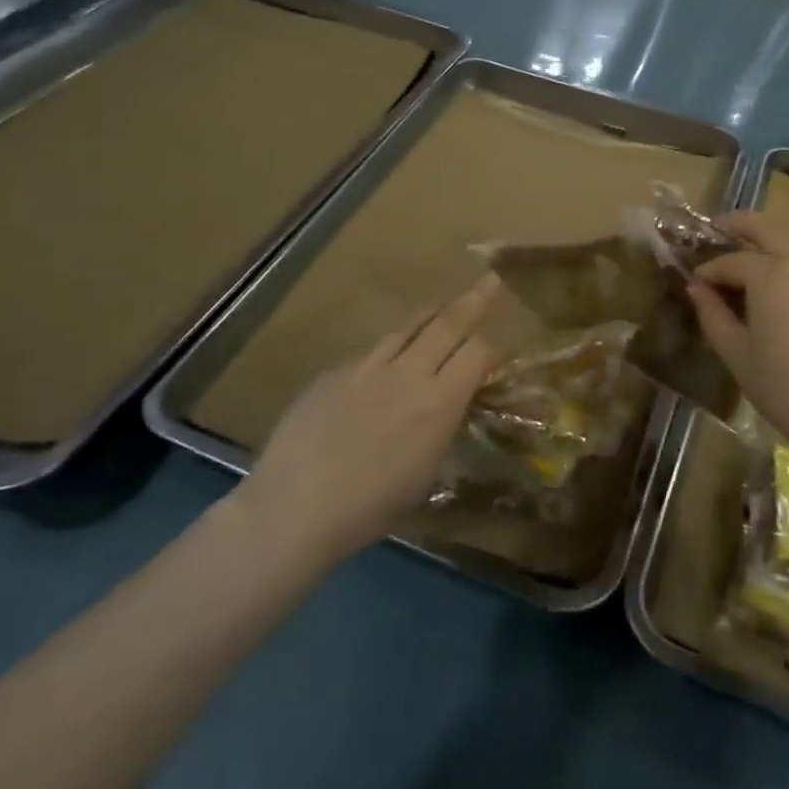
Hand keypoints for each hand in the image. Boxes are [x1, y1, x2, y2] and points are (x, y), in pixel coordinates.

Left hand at [234, 275, 500, 567]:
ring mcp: (369, 366)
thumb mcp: (424, 474)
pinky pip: (372, 351)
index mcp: (439, 403)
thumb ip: (442, 429)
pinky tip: (382, 367)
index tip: (494, 354)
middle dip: (475, 298)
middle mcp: (409, 373)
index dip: (490, 349)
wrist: (294, 507)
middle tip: (492, 279)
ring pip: (409, 326)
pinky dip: (389, 350)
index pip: (477, 352)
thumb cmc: (369, 508)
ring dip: (431, 314)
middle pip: (449, 322)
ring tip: (442, 307)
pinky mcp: (336, 370)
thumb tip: (450, 406)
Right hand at [687, 214, 788, 459]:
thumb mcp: (736, 353)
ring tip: (757, 259)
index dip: (710, 269)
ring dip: (774, 245)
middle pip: (770, 231)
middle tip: (720, 226)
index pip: (732, 261)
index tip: (696, 281)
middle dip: (741, 225)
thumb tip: (697, 288)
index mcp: (772, 274)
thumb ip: (712, 314)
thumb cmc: (784, 387)